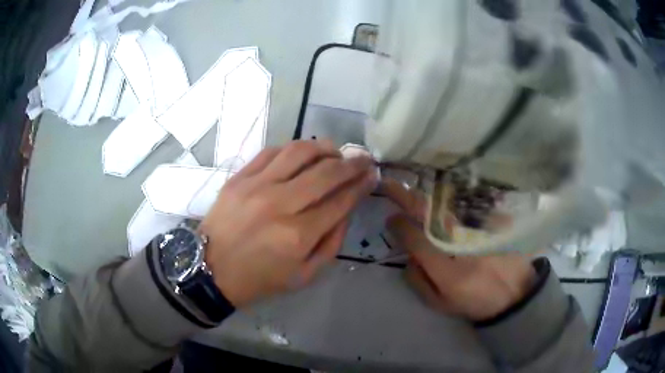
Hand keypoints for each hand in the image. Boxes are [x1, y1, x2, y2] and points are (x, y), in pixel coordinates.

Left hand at [200, 140, 376, 307]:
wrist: (211, 269)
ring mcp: (256, 186)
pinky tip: (303, 154)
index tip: (372, 175)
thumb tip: (346, 209)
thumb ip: (332, 242)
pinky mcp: (239, 177)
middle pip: (326, 172)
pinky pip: (272, 151)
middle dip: (352, 163)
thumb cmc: (260, 278)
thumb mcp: (305, 275)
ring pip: (299, 152)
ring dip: (324, 147)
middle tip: (363, 159)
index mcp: (298, 235)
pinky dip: (293, 148)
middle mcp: (279, 204)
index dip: (361, 185)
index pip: (340, 201)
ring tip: (335, 152)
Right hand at [380, 179, 535, 321]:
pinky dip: (449, 200)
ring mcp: (478, 230)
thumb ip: (419, 281)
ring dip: (425, 195)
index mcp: (447, 270)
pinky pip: (465, 206)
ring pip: (446, 206)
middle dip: (406, 197)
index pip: (416, 240)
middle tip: (389, 185)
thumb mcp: (441, 303)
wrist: (514, 293)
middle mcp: (461, 244)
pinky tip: (442, 196)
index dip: (399, 226)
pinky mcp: (491, 222)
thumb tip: (408, 257)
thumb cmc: (475, 301)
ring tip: (412, 190)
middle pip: (429, 214)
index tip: (390, 218)